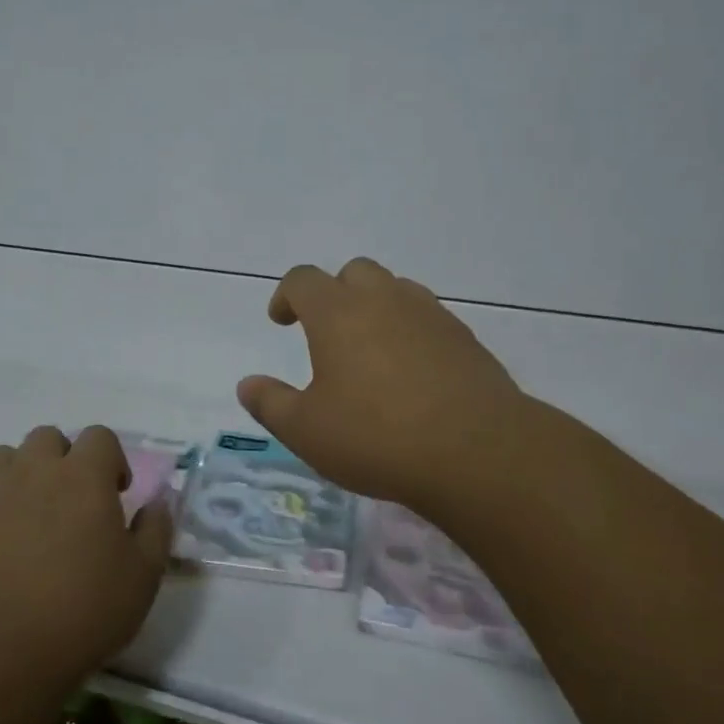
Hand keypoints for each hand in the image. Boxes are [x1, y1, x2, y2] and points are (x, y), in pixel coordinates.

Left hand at [0, 426, 171, 693]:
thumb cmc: (81, 612)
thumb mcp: (142, 578)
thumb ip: (155, 530)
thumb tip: (158, 502)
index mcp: (84, 476)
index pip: (100, 436)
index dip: (111, 460)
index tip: (115, 494)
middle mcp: (35, 470)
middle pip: (48, 438)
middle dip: (63, 460)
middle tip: (71, 502)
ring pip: (4, 457)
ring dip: (20, 475)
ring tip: (28, 516)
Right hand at [236, 259, 525, 513]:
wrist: (476, 451)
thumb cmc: (376, 437)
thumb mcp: (307, 431)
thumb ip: (270, 403)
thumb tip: (247, 384)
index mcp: (338, 313)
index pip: (303, 280)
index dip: (286, 295)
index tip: (281, 320)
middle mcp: (384, 299)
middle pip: (354, 272)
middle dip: (334, 292)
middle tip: (327, 331)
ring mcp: (430, 314)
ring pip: (396, 289)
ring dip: (375, 306)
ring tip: (370, 348)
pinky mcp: (464, 337)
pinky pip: (428, 316)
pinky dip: (410, 329)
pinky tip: (411, 370)